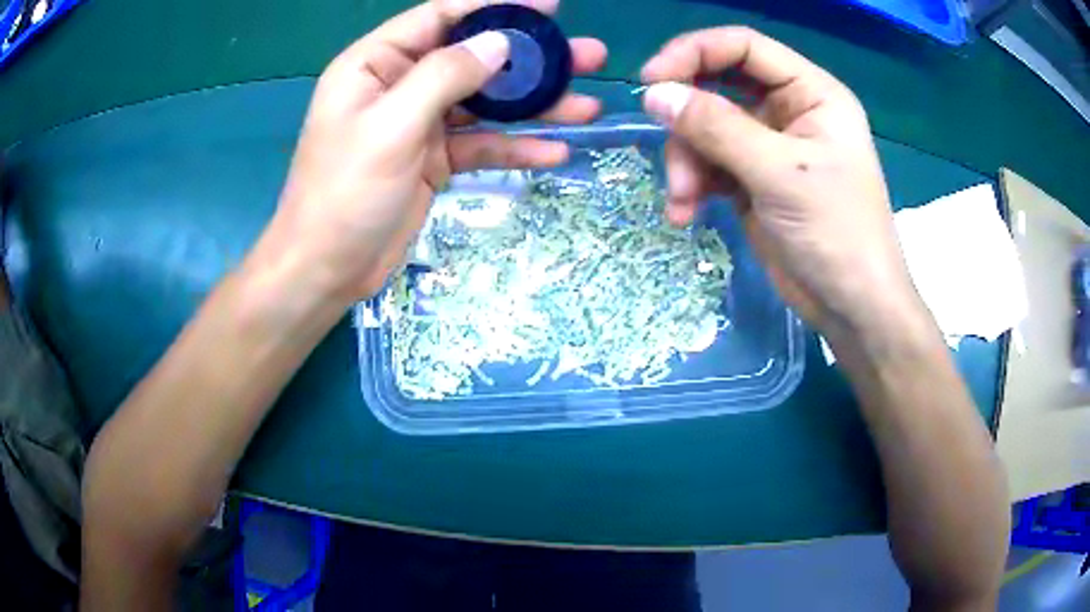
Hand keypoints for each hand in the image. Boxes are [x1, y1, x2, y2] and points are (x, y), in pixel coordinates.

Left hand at [261, 0, 606, 303]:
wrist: (327, 269)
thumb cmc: (344, 193)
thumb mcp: (390, 126)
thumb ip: (444, 77)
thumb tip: (499, 43)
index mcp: (376, 63)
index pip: (441, 17)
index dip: (495, 6)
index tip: (550, 6)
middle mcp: (400, 85)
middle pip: (473, 58)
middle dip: (530, 58)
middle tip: (587, 57)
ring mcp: (419, 123)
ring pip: (485, 103)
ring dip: (534, 105)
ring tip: (586, 106)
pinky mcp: (434, 160)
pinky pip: (481, 145)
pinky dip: (515, 147)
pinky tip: (554, 151)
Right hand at [640, 27, 918, 336]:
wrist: (851, 307)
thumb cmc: (836, 232)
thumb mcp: (779, 173)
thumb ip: (717, 128)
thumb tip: (654, 94)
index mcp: (811, 93)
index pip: (744, 47)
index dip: (695, 53)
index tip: (651, 80)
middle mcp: (789, 111)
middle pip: (718, 87)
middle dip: (688, 120)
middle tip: (670, 152)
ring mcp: (769, 146)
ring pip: (706, 129)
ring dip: (687, 162)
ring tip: (684, 199)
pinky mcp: (752, 180)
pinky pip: (709, 165)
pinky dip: (693, 185)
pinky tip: (686, 214)